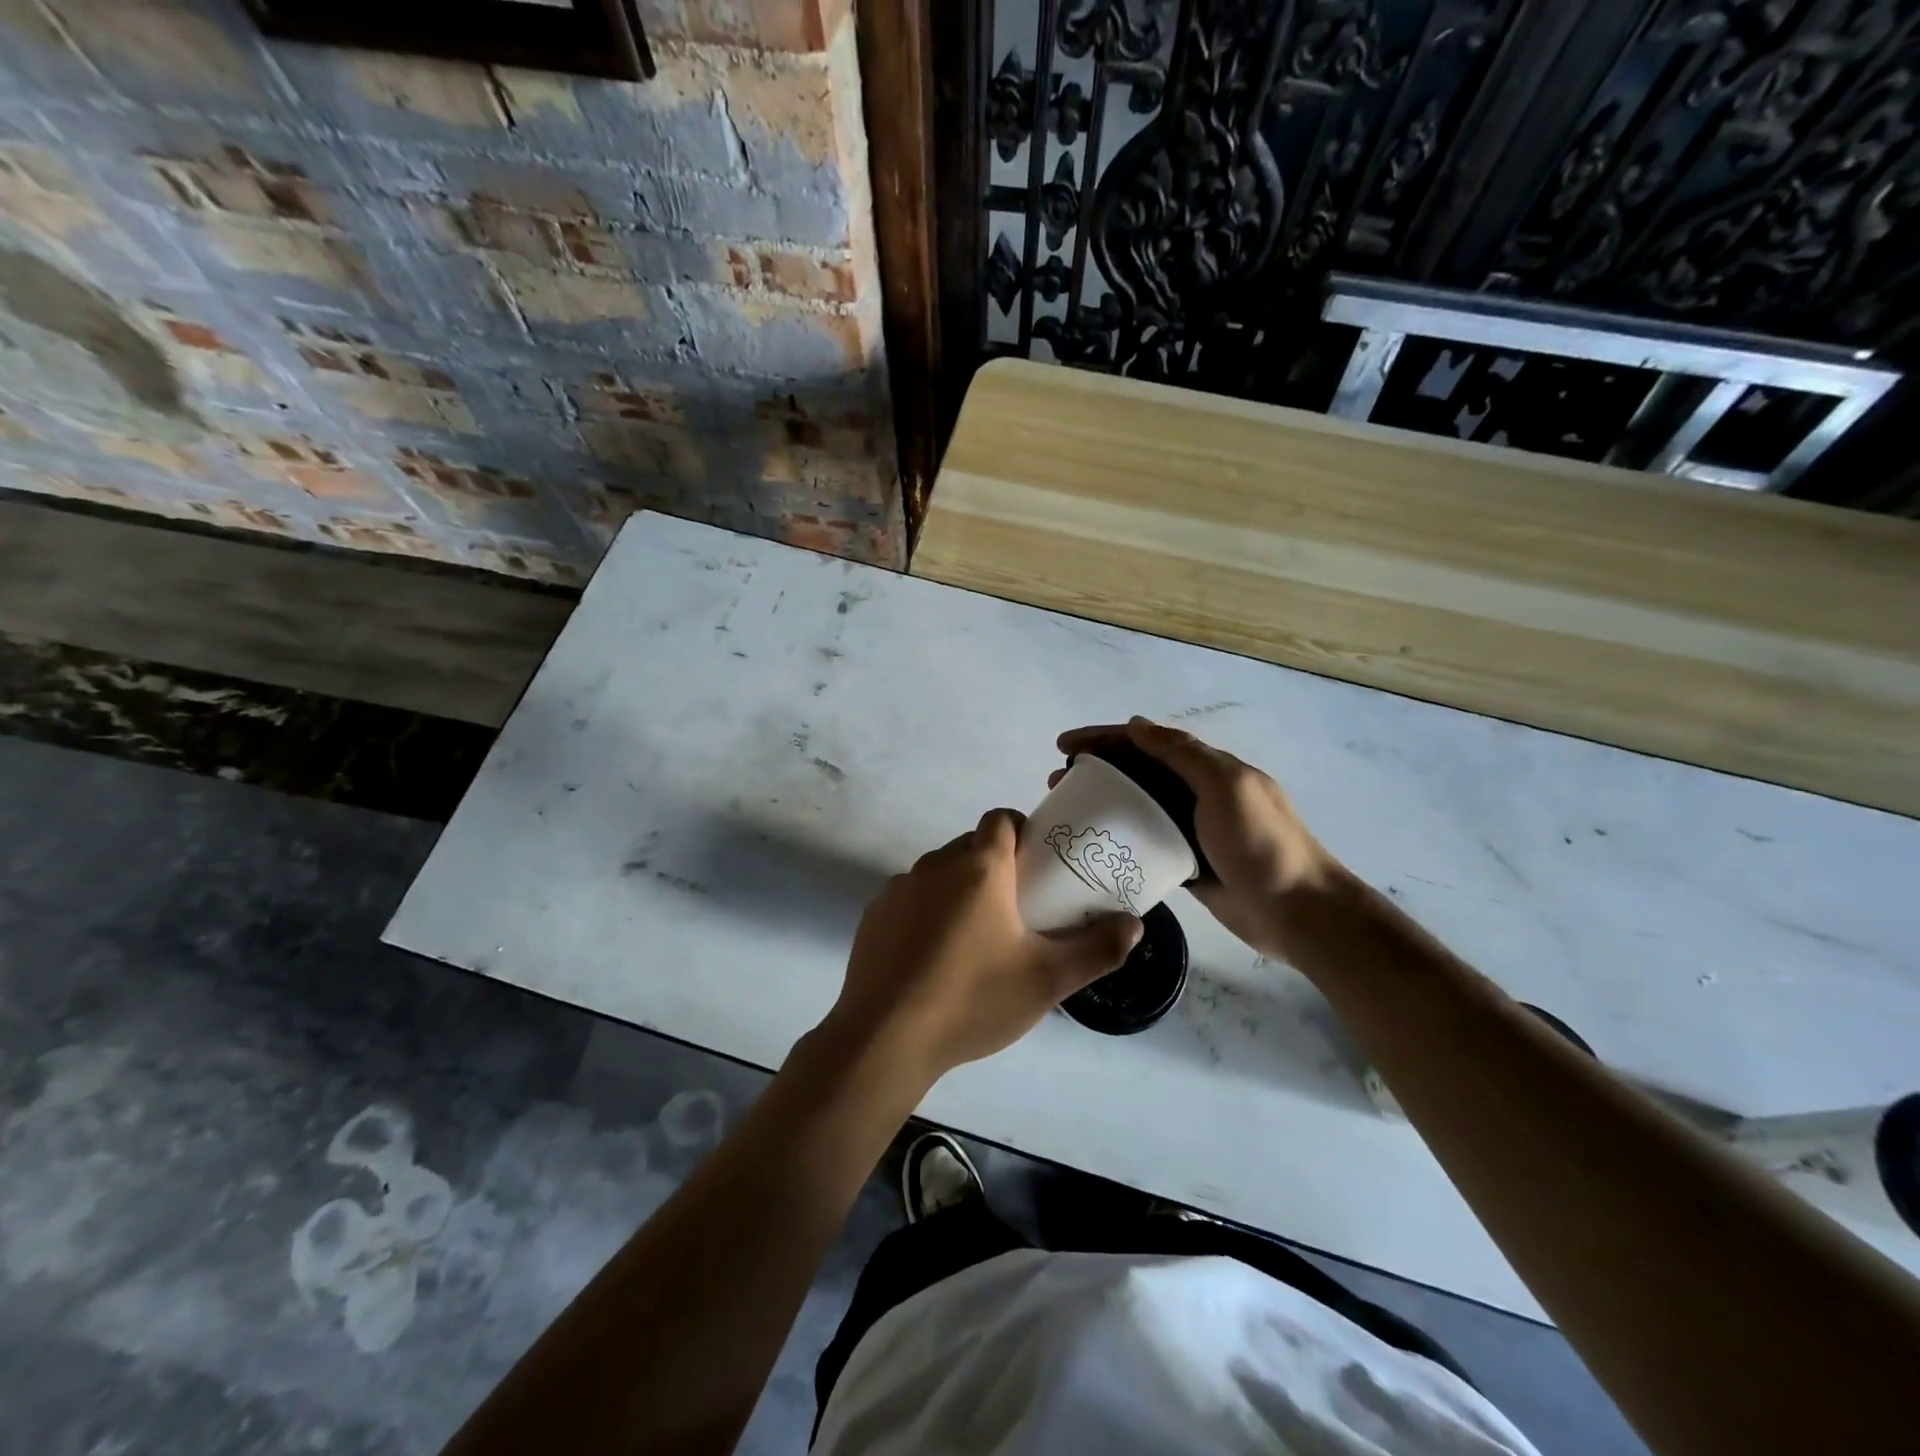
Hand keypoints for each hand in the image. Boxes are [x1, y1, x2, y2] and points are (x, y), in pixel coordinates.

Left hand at [823, 809, 1141, 1087]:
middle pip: (972, 847)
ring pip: (940, 873)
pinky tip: (934, 959)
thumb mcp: (1047, 979)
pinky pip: (911, 899)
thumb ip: (1097, 949)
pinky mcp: (875, 914)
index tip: (1038, 866)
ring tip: (976, 940)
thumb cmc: (973, 998)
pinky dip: (927, 913)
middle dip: (995, 867)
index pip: (1001, 818)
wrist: (885, 1036)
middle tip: (1017, 910)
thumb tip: (1133, 925)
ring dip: (960, 891)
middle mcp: (936, 864)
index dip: (1022, 832)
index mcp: (979, 865)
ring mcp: (899, 887)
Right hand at [1056, 717, 1340, 961]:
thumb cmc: (1261, 844)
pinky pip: (1144, 842)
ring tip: (1066, 813)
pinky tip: (1094, 846)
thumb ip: (1183, 753)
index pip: (1146, 742)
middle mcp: (1195, 793)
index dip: (1104, 738)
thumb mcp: (1226, 786)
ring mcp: (1190, 830)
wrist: (1299, 911)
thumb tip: (1137, 725)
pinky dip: (1119, 837)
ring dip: (1102, 803)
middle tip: (1056, 783)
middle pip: (1136, 772)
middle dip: (1095, 769)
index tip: (1064, 746)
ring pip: (1136, 807)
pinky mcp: (1185, 864)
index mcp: (1206, 768)